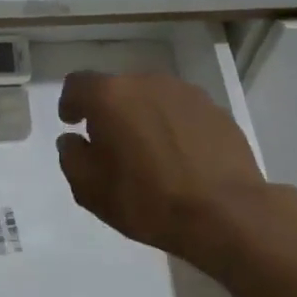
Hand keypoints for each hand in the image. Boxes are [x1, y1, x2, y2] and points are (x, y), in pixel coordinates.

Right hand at [56, 72, 284, 273]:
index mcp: (110, 96)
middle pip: (117, 88)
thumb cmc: (148, 201)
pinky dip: (173, 126)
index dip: (70, 103)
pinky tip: (180, 156)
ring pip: (152, 97)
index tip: (73, 123)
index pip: (78, 84)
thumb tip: (73, 140)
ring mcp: (185, 92)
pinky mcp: (215, 109)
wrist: (226, 214)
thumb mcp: (90, 190)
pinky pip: (181, 111)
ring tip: (148, 151)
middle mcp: (146, 82)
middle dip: (110, 111)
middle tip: (111, 144)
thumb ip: (71, 157)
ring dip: (143, 116)